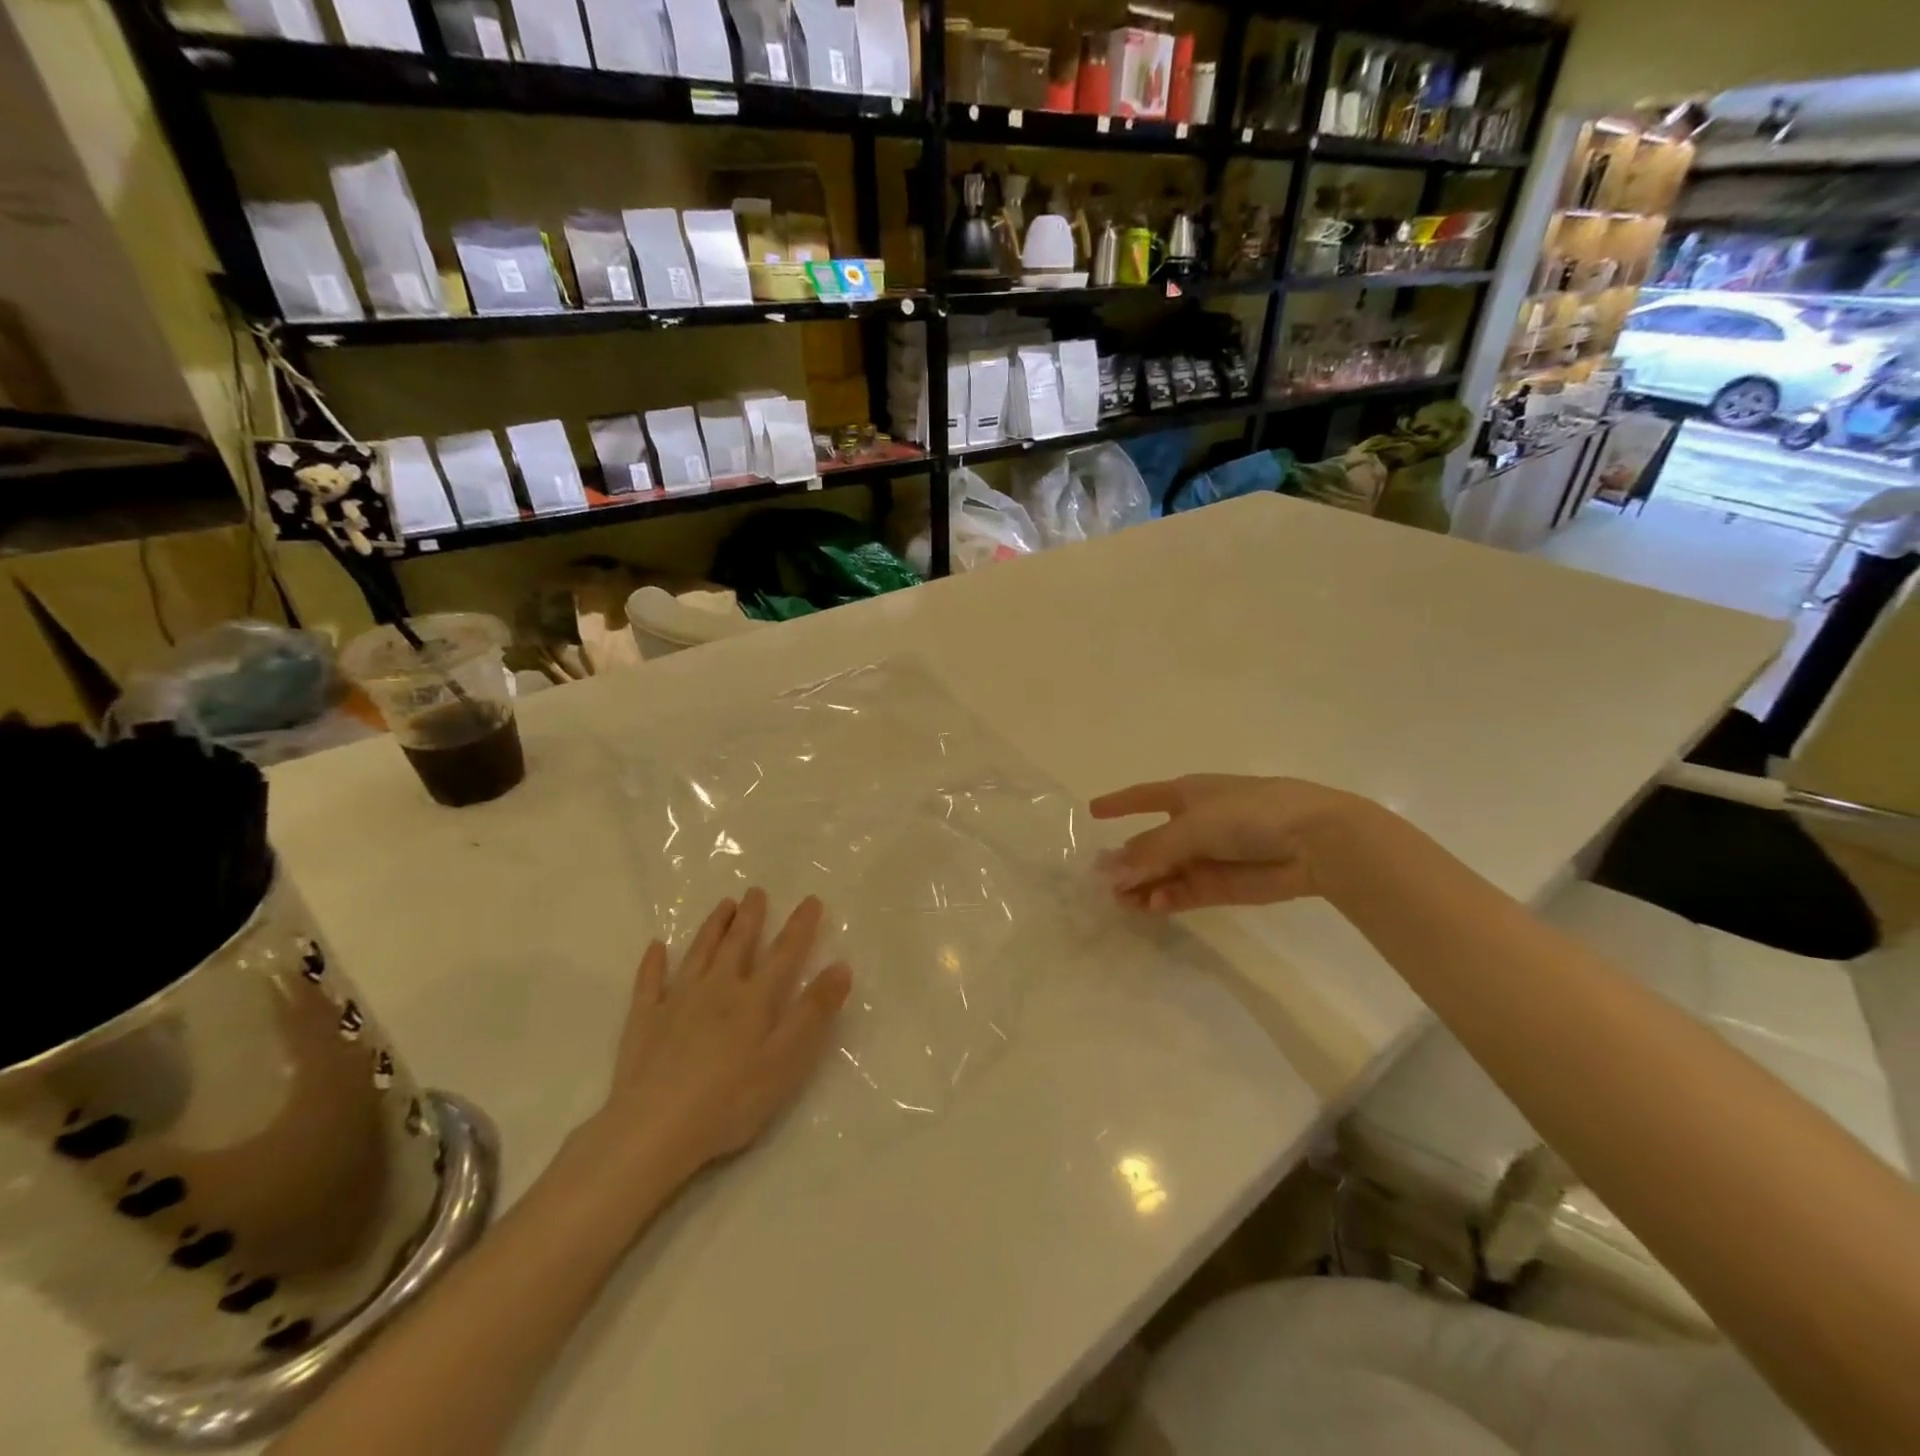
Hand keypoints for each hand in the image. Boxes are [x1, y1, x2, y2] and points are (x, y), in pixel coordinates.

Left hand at [589, 889, 851, 1179]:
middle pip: (737, 944)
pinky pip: (649, 983)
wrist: (655, 1128)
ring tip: (722, 905)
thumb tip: (841, 966)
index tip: (811, 900)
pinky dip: (653, 963)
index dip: (799, 926)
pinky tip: (656, 947)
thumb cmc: (731, 1099)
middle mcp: (716, 989)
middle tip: (755, 891)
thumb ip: (814, 1011)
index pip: (784, 953)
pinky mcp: (644, 1021)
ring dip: (712, 927)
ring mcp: (676, 1002)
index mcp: (754, 999)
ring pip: (698, 954)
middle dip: (750, 916)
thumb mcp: (787, 1059)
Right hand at [1089, 774, 1378, 912]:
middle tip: (1101, 881)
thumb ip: (1151, 850)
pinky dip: (1167, 898)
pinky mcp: (1223, 885)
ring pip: (1165, 872)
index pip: (1144, 797)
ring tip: (1121, 902)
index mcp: (1188, 794)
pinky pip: (1185, 892)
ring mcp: (1209, 856)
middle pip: (1151, 843)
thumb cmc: (1250, 814)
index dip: (1119, 802)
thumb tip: (1112, 871)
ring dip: (1143, 886)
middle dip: (1127, 860)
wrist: (1315, 841)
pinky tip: (1151, 905)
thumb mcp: (1192, 824)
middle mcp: (1195, 823)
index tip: (1092, 811)